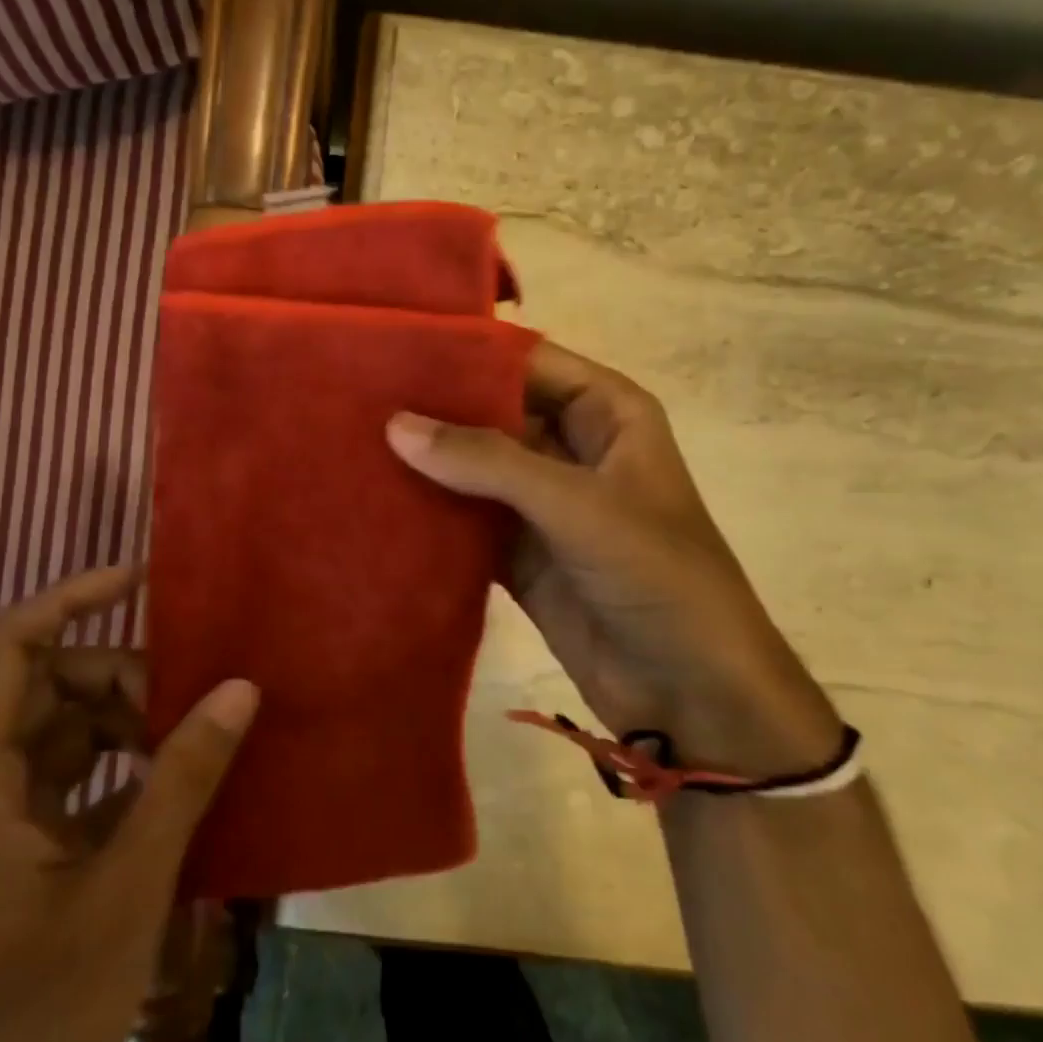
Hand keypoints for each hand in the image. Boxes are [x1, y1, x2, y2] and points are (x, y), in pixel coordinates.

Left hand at [0, 565, 258, 1041]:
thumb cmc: (41, 1013)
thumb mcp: (127, 884)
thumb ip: (182, 777)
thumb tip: (240, 688)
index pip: (7, 647)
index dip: (68, 599)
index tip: (138, 580)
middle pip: (45, 686)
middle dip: (117, 676)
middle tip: (189, 694)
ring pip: (61, 732)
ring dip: (125, 723)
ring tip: (192, 735)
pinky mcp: (18, 855)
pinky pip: (73, 780)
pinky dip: (122, 769)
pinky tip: (177, 784)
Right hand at [387, 341, 841, 777]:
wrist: (691, 695)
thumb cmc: (657, 577)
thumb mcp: (577, 506)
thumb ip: (487, 462)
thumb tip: (396, 424)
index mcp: (607, 414)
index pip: (526, 361)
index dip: (466, 352)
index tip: (394, 347)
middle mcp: (571, 449)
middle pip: (492, 413)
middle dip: (434, 409)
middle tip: (357, 396)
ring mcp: (542, 505)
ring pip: (473, 469)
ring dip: (425, 462)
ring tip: (351, 441)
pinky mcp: (519, 555)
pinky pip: (465, 522)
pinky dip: (429, 515)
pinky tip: (375, 502)